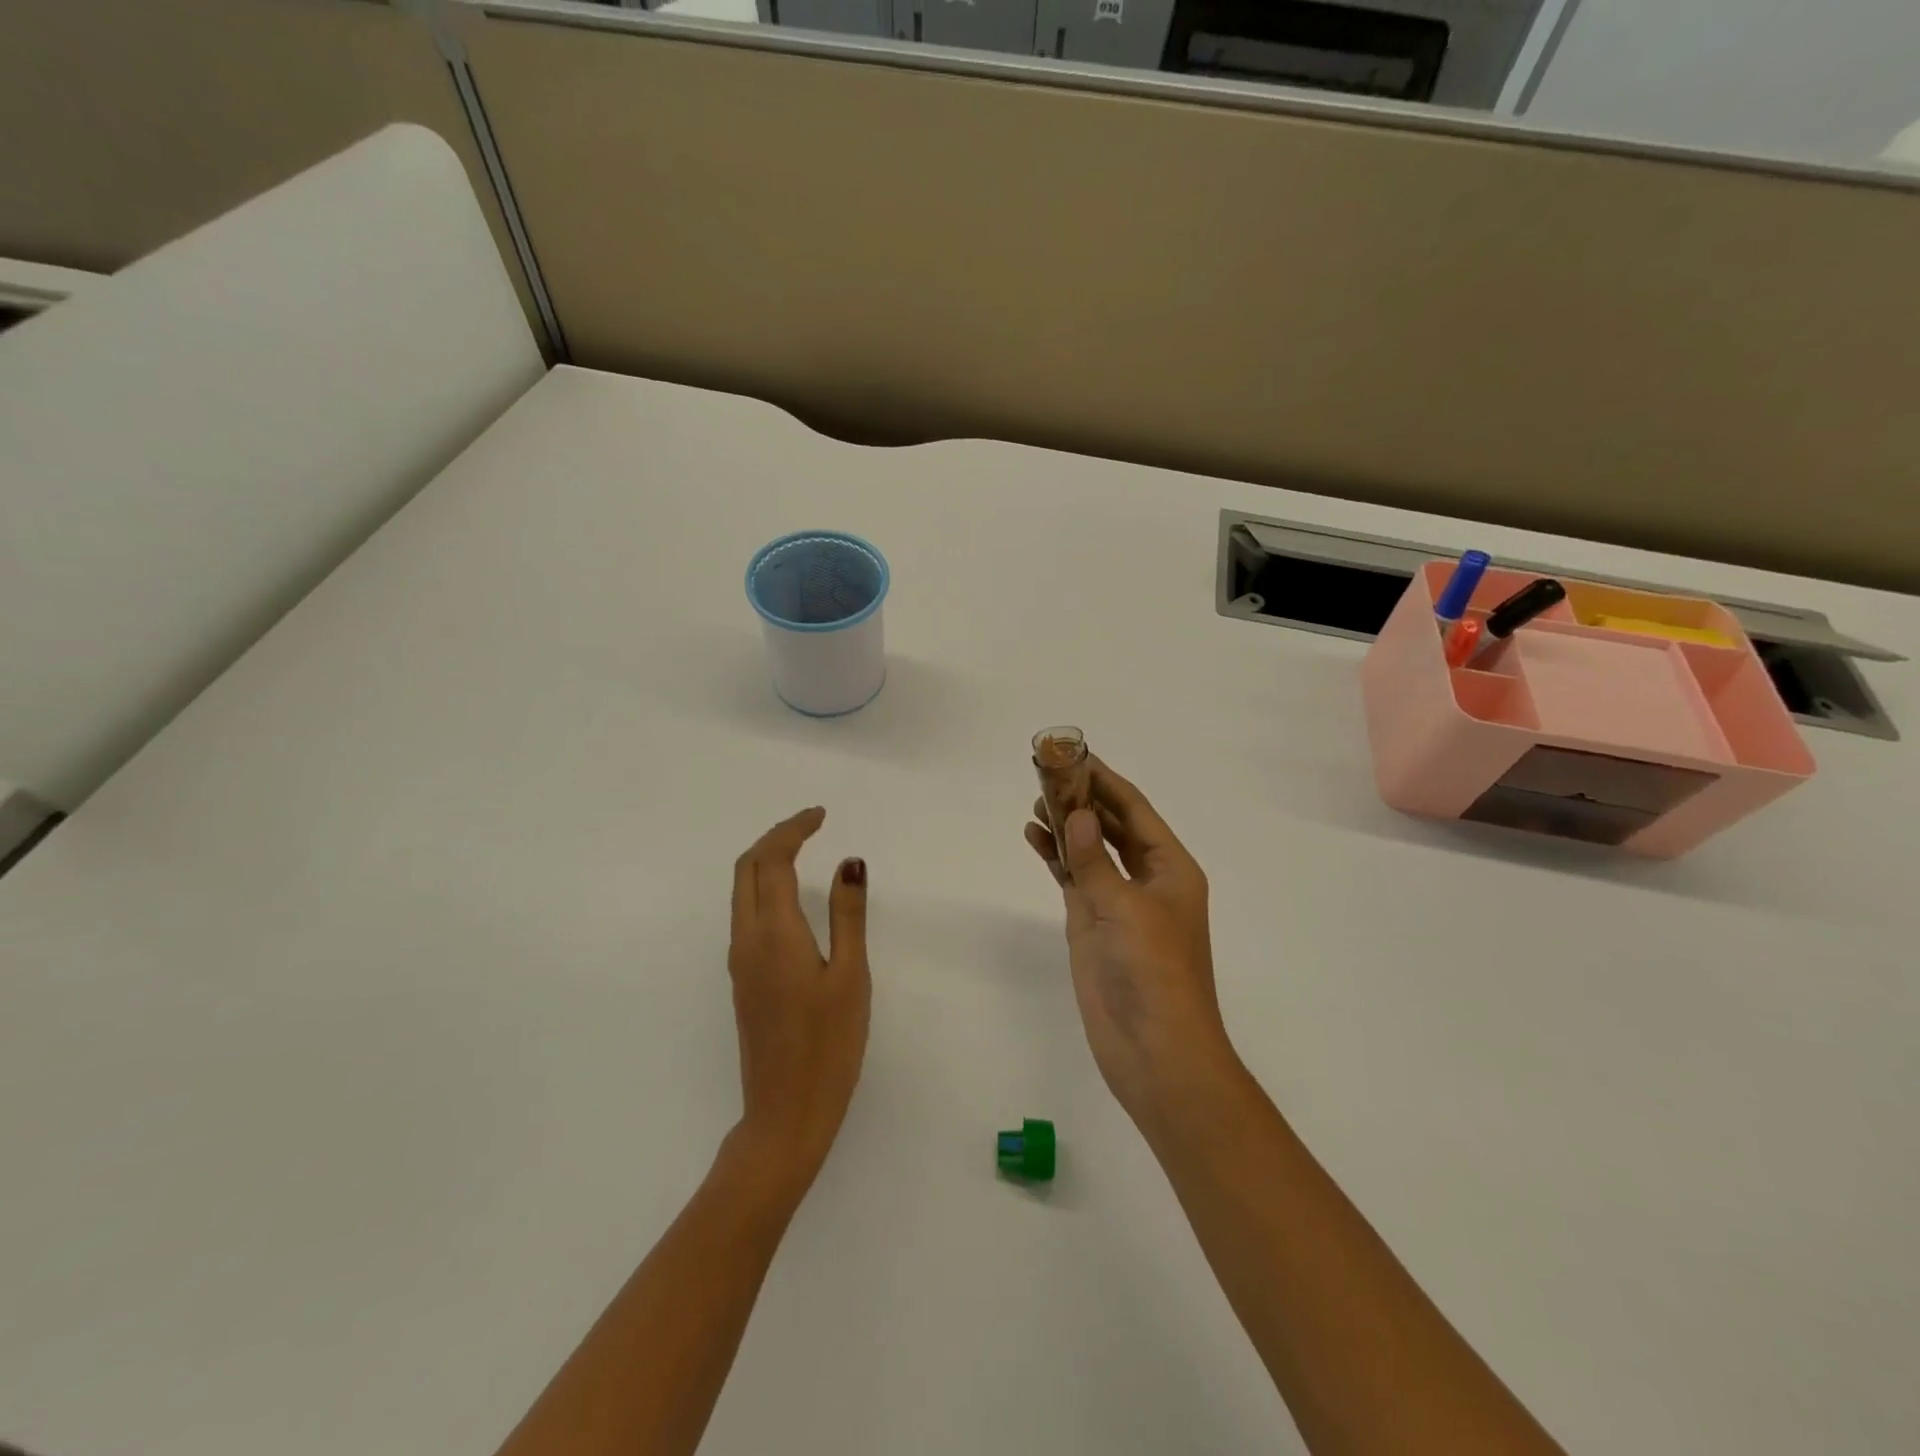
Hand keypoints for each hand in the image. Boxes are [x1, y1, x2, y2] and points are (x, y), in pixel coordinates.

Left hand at [727, 807, 869, 1194]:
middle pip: (747, 868)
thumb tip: (849, 862)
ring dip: (766, 860)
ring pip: (742, 891)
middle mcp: (747, 940)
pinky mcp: (743, 980)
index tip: (821, 814)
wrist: (785, 1113)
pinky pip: (746, 913)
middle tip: (811, 824)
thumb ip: (848, 914)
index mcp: (774, 933)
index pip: (773, 861)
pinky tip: (790, 896)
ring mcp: (740, 961)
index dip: (794, 829)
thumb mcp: (850, 975)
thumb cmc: (829, 1045)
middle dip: (775, 837)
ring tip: (802, 849)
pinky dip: (764, 886)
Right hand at [1025, 761, 1239, 1135]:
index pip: (1135, 810)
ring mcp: (1116, 902)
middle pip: (1111, 825)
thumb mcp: (1126, 910)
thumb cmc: (1155, 974)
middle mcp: (1146, 879)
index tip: (1075, 754)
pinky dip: (1056, 857)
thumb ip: (1096, 861)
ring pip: (1090, 850)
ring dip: (1066, 825)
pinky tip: (1035, 837)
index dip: (1105, 780)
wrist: (1155, 1052)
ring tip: (1035, 800)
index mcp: (1170, 868)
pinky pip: (1073, 879)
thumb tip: (1079, 815)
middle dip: (1082, 798)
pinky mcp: (1093, 925)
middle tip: (1045, 771)